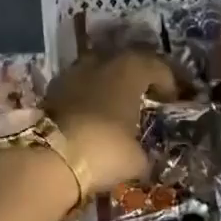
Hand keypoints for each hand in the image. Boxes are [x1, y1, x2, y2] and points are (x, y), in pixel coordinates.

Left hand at [44, 50, 183, 191]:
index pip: (155, 66)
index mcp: (129, 70)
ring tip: (117, 105)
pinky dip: (88, 96)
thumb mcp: (136, 158)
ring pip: (98, 71)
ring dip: (109, 84)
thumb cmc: (104, 149)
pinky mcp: (52, 89)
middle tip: (145, 95)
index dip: (167, 81)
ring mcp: (73, 73)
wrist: (50, 157)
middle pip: (124, 61)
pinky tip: (93, 114)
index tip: (171, 100)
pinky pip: (79, 86)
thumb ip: (142, 152)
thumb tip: (141, 156)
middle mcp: (101, 62)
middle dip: (136, 76)